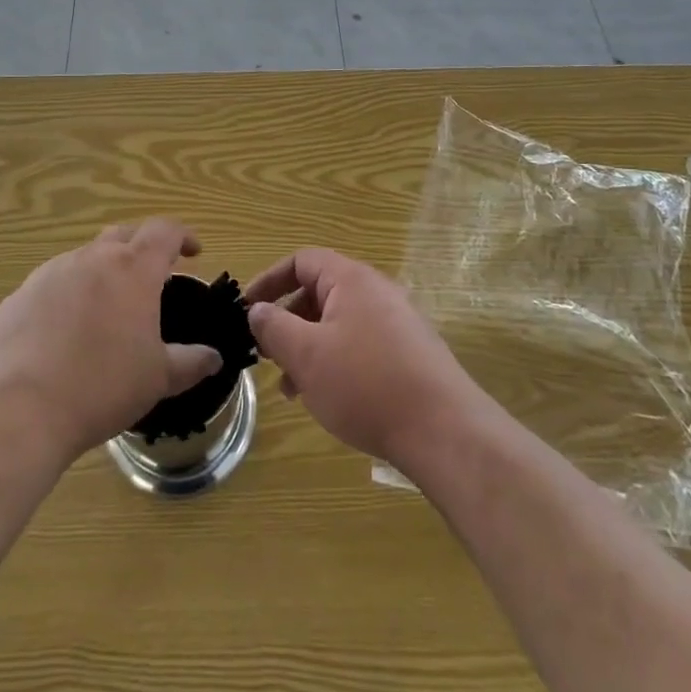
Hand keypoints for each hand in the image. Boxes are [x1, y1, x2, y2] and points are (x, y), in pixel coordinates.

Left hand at [0, 218, 222, 461]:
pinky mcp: (20, 295)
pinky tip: (65, 332)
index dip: (182, 236)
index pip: (164, 232)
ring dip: (103, 271)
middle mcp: (92, 258)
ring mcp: (51, 273)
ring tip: (108, 307)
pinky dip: (69, 295)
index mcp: (133, 269)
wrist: (18, 410)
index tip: (193, 252)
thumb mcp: (158, 379)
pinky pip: (53, 283)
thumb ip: (191, 362)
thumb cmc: (102, 387)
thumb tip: (214, 357)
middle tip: (152, 277)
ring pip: (86, 258)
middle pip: (124, 235)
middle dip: (142, 248)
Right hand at [244, 248, 486, 468]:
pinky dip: (334, 361)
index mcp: (351, 279)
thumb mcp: (307, 355)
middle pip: (319, 292)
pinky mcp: (409, 353)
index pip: (301, 261)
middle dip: (287, 321)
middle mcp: (376, 291)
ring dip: (308, 347)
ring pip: (338, 323)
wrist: (444, 431)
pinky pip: (359, 345)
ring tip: (289, 388)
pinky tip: (325, 398)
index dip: (269, 281)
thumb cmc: (366, 384)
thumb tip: (257, 310)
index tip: (246, 311)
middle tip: (265, 354)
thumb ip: (274, 327)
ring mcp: (397, 322)